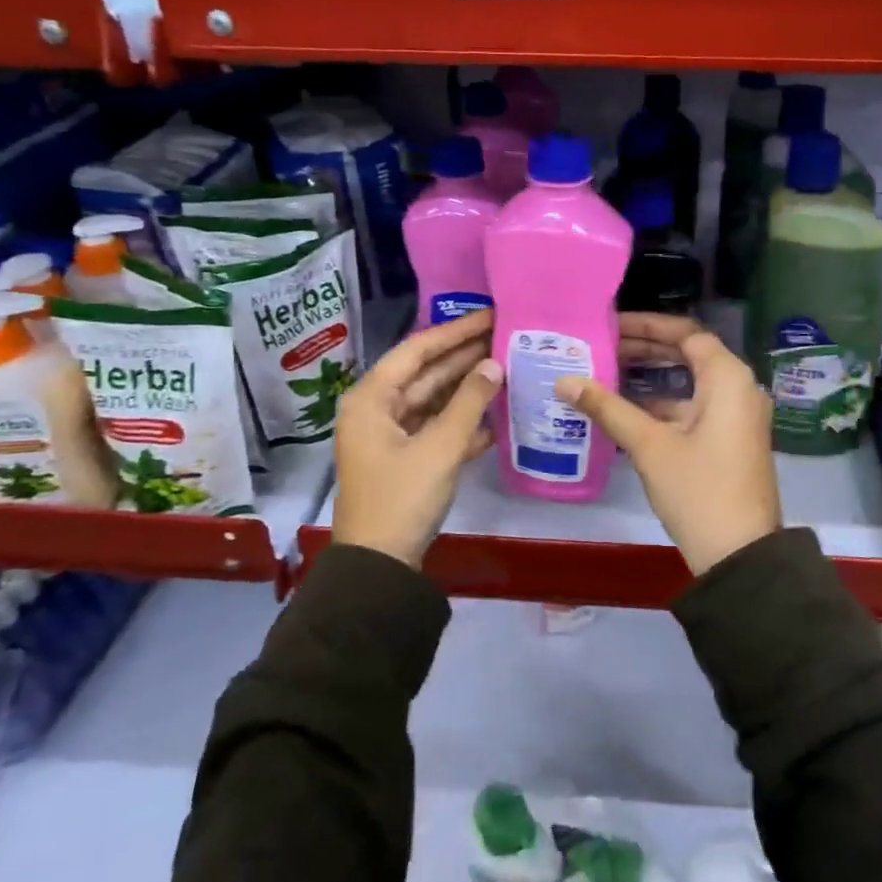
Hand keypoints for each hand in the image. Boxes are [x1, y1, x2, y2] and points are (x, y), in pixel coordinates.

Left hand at [333, 310, 501, 567]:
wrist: (379, 566)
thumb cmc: (402, 498)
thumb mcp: (439, 447)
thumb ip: (469, 402)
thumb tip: (493, 364)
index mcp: (372, 398)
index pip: (418, 350)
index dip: (456, 331)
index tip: (491, 315)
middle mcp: (378, 410)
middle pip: (426, 373)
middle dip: (465, 357)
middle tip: (506, 336)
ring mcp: (391, 436)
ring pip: (434, 401)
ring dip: (468, 388)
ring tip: (509, 366)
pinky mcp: (406, 459)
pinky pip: (437, 428)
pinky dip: (464, 422)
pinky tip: (498, 415)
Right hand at [556, 313, 781, 574]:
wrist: (741, 556)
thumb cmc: (698, 490)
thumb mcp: (649, 445)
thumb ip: (607, 407)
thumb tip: (564, 381)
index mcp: (729, 378)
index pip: (687, 333)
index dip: (648, 324)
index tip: (611, 324)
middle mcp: (740, 389)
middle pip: (690, 354)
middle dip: (647, 348)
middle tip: (603, 345)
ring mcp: (738, 417)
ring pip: (691, 383)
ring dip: (653, 377)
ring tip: (608, 371)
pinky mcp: (730, 440)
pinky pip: (696, 407)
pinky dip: (664, 404)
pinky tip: (627, 411)